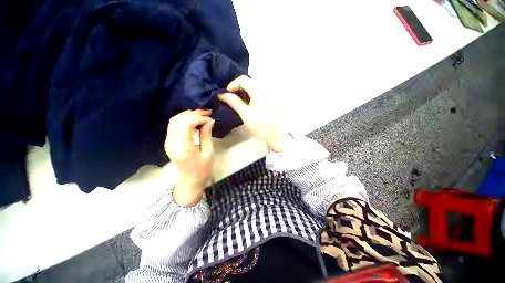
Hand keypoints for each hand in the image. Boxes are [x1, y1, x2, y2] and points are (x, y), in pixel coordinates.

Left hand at [165, 109, 214, 205]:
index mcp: (182, 147)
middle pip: (179, 119)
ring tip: (202, 114)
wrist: (191, 180)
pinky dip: (184, 119)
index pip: (187, 124)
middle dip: (194, 113)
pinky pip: (174, 125)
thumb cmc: (203, 169)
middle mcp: (171, 142)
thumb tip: (210, 120)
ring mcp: (168, 141)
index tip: (211, 119)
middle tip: (207, 112)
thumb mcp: (208, 152)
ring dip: (188, 114)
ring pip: (174, 120)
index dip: (199, 118)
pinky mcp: (169, 141)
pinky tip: (194, 119)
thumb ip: (206, 135)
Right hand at [219, 75, 286, 151]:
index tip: (227, 93)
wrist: (276, 135)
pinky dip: (250, 94)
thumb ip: (234, 102)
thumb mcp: (245, 115)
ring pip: (253, 85)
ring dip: (244, 91)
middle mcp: (265, 89)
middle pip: (249, 81)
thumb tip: (222, 94)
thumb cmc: (260, 127)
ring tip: (238, 101)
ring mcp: (269, 93)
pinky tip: (248, 103)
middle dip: (238, 87)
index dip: (233, 84)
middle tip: (231, 97)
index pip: (243, 79)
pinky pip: (258, 91)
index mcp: (259, 92)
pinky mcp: (270, 98)